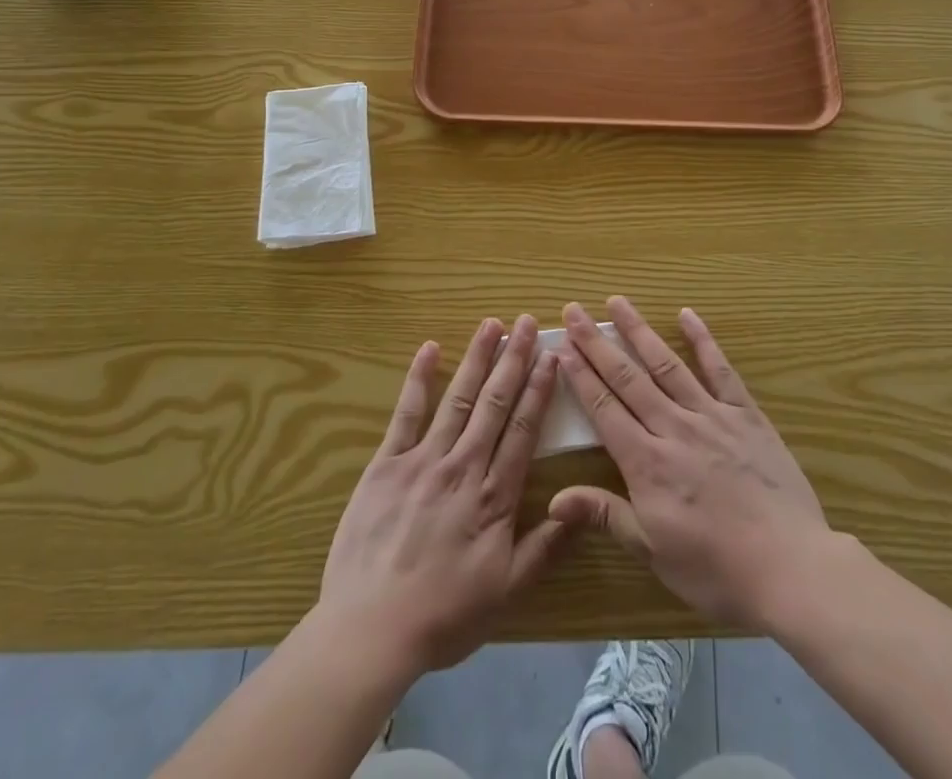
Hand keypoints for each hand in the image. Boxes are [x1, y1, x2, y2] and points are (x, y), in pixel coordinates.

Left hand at [318, 315, 572, 676]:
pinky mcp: (387, 463)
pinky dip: (418, 379)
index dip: (539, 390)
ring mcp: (423, 460)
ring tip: (491, 324)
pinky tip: (429, 349)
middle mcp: (463, 466)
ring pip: (457, 398)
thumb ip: (545, 548)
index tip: (550, 356)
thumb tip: (580, 510)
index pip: (523, 429)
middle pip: (494, 403)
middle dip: (513, 360)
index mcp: (494, 496)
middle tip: (526, 323)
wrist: (371, 629)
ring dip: (476, 358)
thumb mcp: (506, 591)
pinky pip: (406, 413)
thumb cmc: (443, 615)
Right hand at [549, 298, 844, 632]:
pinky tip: (687, 314)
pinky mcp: (745, 414)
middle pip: (628, 378)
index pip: (604, 409)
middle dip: (596, 343)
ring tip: (617, 302)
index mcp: (646, 462)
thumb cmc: (716, 568)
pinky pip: (720, 370)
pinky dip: (703, 340)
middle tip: (574, 311)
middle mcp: (673, 427)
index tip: (561, 346)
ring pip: (666, 364)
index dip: (580, 376)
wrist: (790, 567)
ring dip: (639, 331)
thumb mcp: (653, 552)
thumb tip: (553, 498)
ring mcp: (710, 415)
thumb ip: (606, 515)